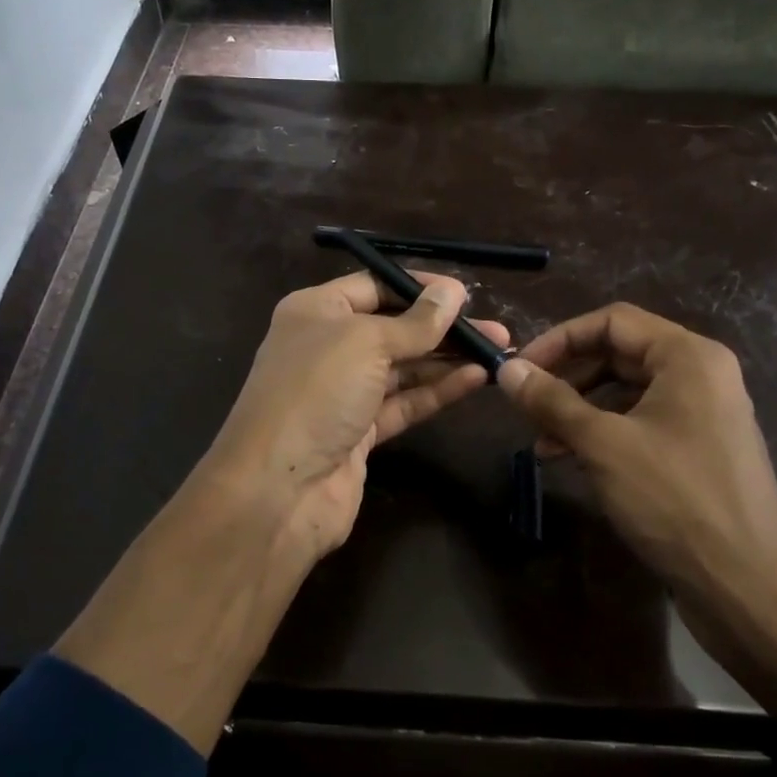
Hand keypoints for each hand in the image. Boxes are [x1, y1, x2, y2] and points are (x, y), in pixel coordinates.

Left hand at [201, 270, 509, 575]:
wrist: (279, 489)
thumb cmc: (316, 393)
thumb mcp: (366, 343)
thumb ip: (415, 322)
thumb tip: (453, 291)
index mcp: (315, 311)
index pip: (373, 287)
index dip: (418, 288)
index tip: (464, 294)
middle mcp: (326, 347)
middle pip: (392, 329)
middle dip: (442, 328)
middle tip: (495, 329)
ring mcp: (342, 393)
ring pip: (402, 368)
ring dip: (447, 360)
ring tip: (497, 351)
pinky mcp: (359, 432)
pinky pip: (403, 403)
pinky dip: (437, 391)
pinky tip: (476, 379)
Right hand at [496, 304, 776, 718]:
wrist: (745, 586)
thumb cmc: (674, 500)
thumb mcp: (603, 444)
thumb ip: (552, 401)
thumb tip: (506, 370)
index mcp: (688, 357)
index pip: (613, 322)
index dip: (560, 338)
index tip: (521, 369)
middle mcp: (702, 375)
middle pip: (620, 354)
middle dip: (568, 377)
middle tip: (527, 406)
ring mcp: (704, 414)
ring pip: (628, 393)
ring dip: (580, 410)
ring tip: (542, 442)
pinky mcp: (699, 450)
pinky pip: (642, 423)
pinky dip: (604, 433)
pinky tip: (572, 459)